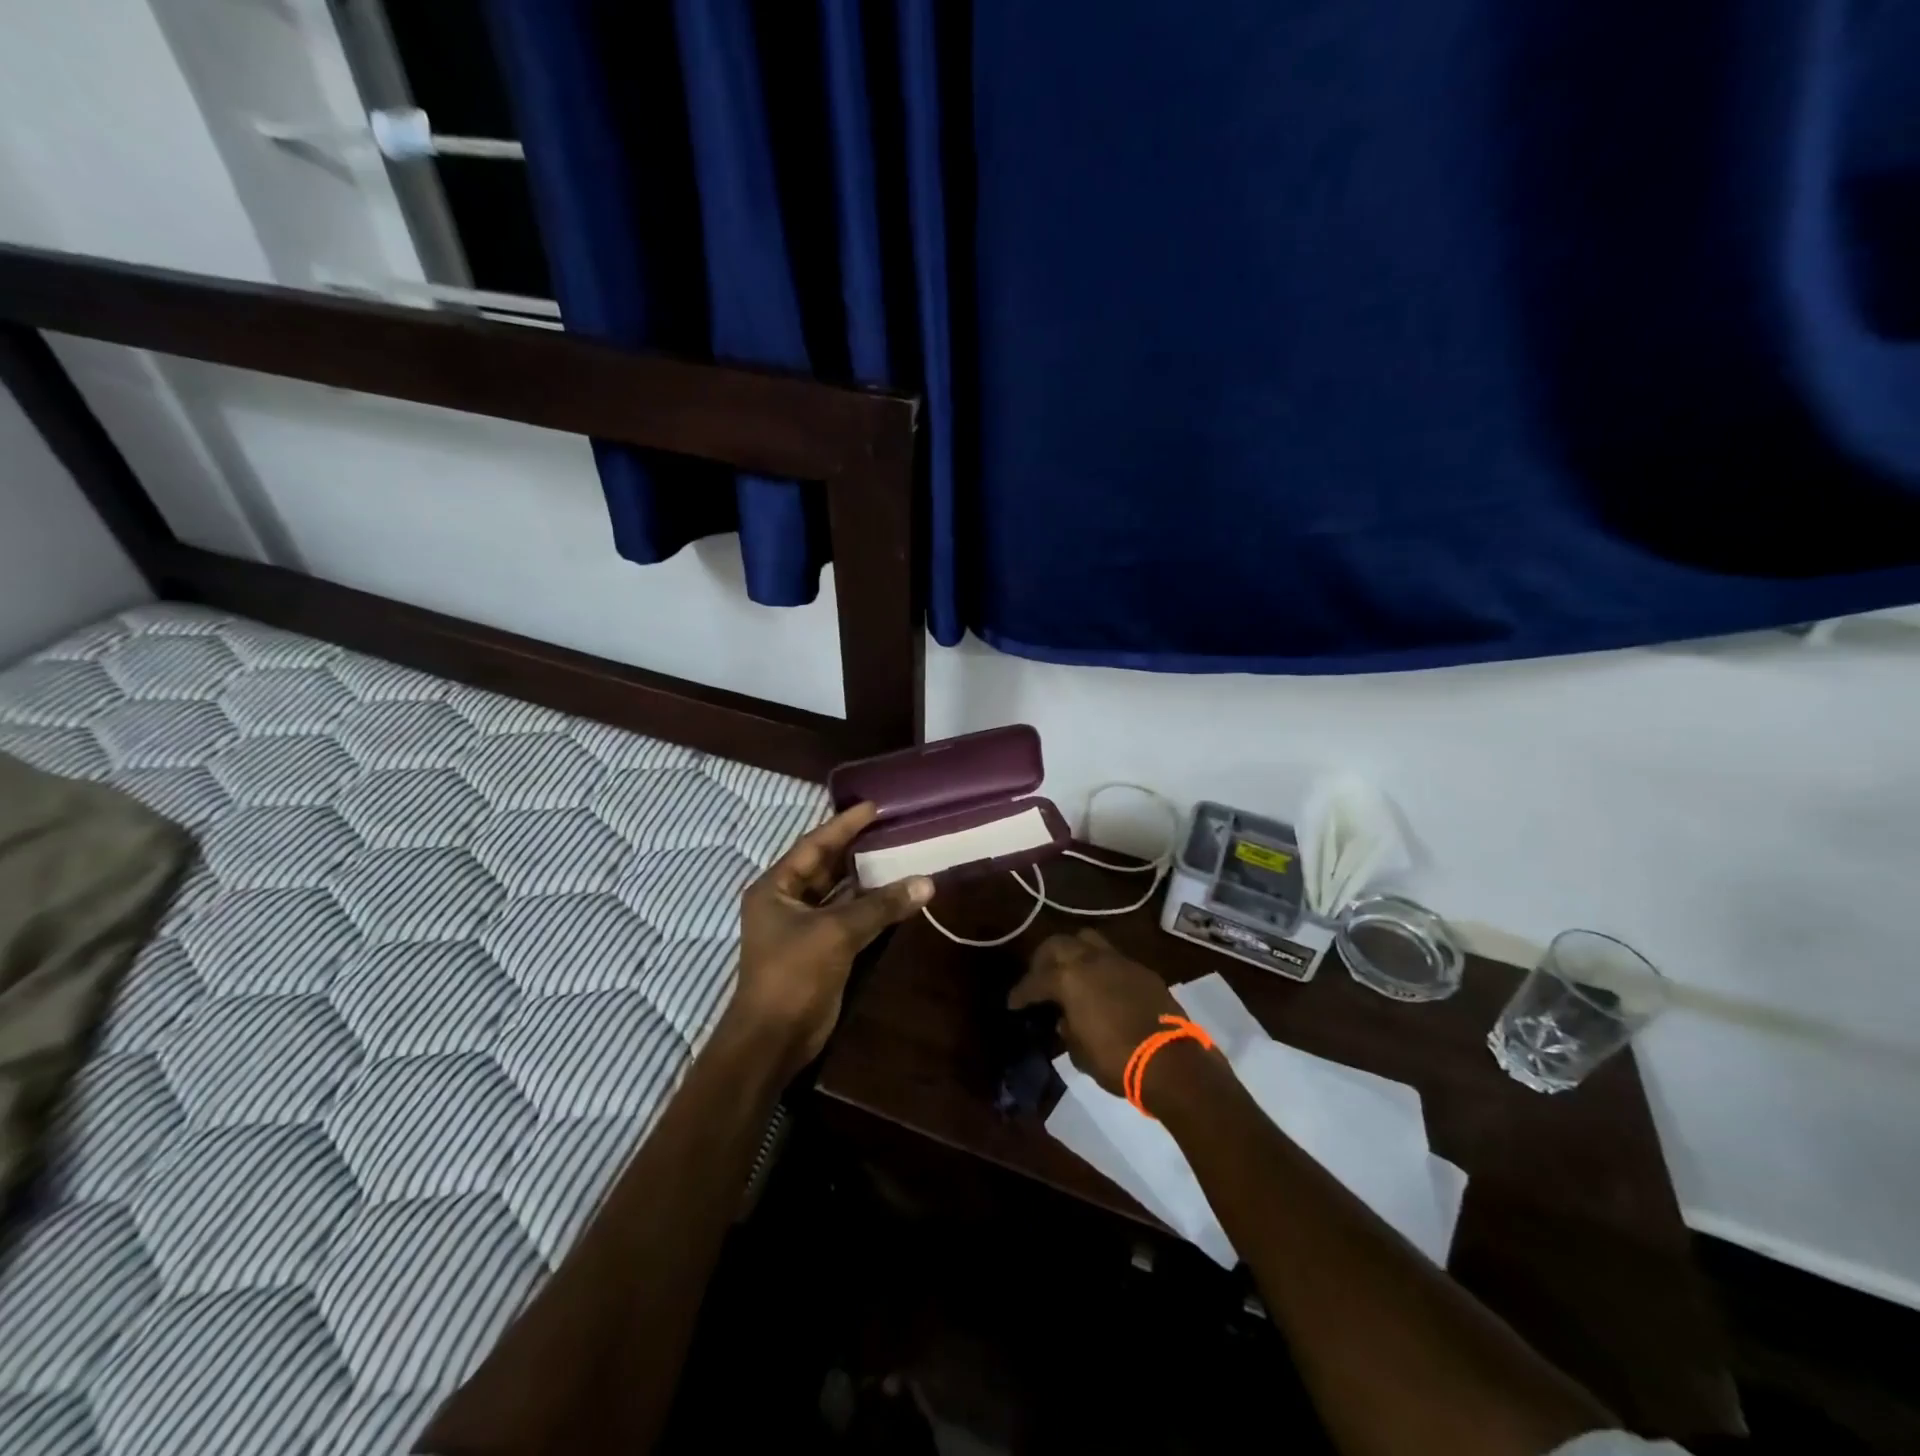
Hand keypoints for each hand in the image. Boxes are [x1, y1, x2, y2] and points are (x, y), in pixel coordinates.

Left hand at [731, 802, 933, 1077]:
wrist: (774, 1038)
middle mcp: (786, 901)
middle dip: (857, 849)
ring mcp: (803, 927)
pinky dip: (871, 907)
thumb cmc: (794, 974)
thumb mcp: (836, 932)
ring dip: (867, 879)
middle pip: (826, 866)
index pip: (814, 845)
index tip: (873, 807)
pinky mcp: (820, 949)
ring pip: (840, 893)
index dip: (844, 825)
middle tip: (892, 828)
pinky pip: (848, 918)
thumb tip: (926, 882)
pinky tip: (897, 895)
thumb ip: (880, 906)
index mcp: (775, 887)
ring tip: (900, 854)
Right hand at [1007, 930, 1183, 1096]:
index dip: (1021, 992)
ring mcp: (1119, 961)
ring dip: (1073, 952)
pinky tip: (1101, 986)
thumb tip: (1064, 1019)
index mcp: (1069, 978)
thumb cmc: (1116, 1060)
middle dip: (1044, 959)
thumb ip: (1067, 1029)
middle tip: (1039, 978)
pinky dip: (1100, 966)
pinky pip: (1112, 958)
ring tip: (1069, 972)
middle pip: (1058, 944)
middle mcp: (1091, 960)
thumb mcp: (1079, 1052)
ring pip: (1087, 940)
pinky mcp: (1142, 970)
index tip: (1013, 1003)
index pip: (1035, 981)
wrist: (1170, 1062)